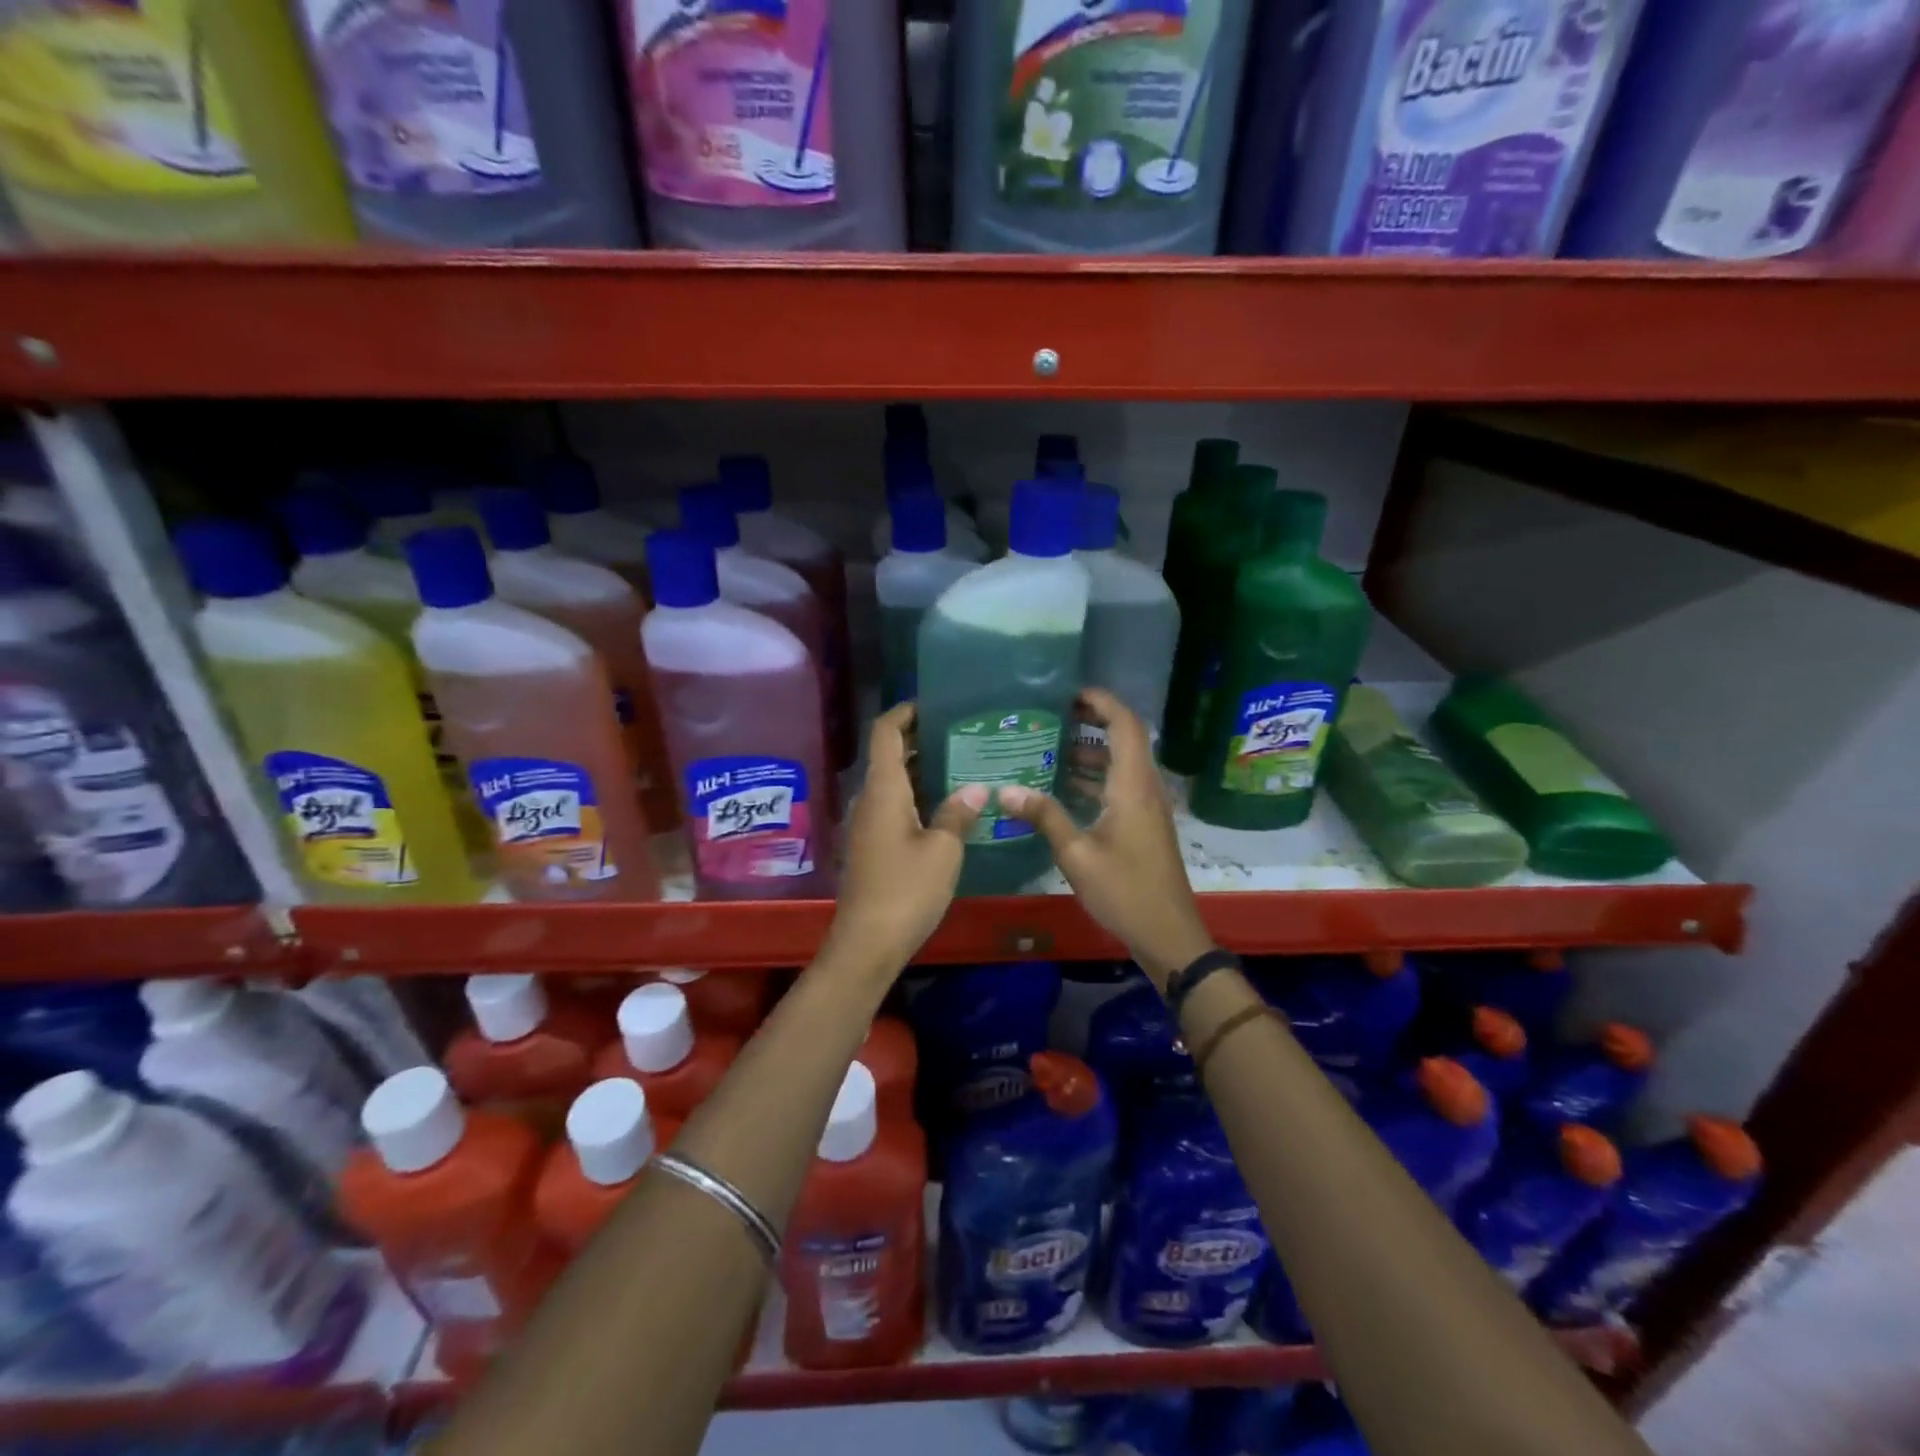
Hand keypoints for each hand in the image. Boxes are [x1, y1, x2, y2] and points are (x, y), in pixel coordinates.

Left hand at [824, 703, 986, 975]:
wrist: (867, 943)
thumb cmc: (906, 890)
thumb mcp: (943, 850)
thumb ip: (959, 813)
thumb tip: (976, 788)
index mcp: (883, 790)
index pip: (885, 732)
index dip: (905, 711)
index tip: (935, 703)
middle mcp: (870, 799)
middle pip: (890, 755)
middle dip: (921, 739)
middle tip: (963, 734)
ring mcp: (868, 824)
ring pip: (894, 782)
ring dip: (923, 769)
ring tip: (964, 764)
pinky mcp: (872, 846)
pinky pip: (895, 806)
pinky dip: (918, 796)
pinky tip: (949, 806)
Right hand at [998, 689, 1212, 988]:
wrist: (1167, 932)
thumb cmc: (1124, 891)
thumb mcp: (1077, 855)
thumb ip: (1044, 817)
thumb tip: (1005, 789)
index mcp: (1133, 786)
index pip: (1125, 725)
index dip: (1102, 702)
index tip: (1070, 693)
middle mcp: (1145, 788)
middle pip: (1125, 738)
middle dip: (1093, 720)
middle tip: (1053, 715)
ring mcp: (1147, 806)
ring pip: (1121, 763)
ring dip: (1092, 750)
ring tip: (1050, 745)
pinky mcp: (1144, 823)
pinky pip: (1120, 785)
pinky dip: (1095, 776)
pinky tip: (1064, 786)